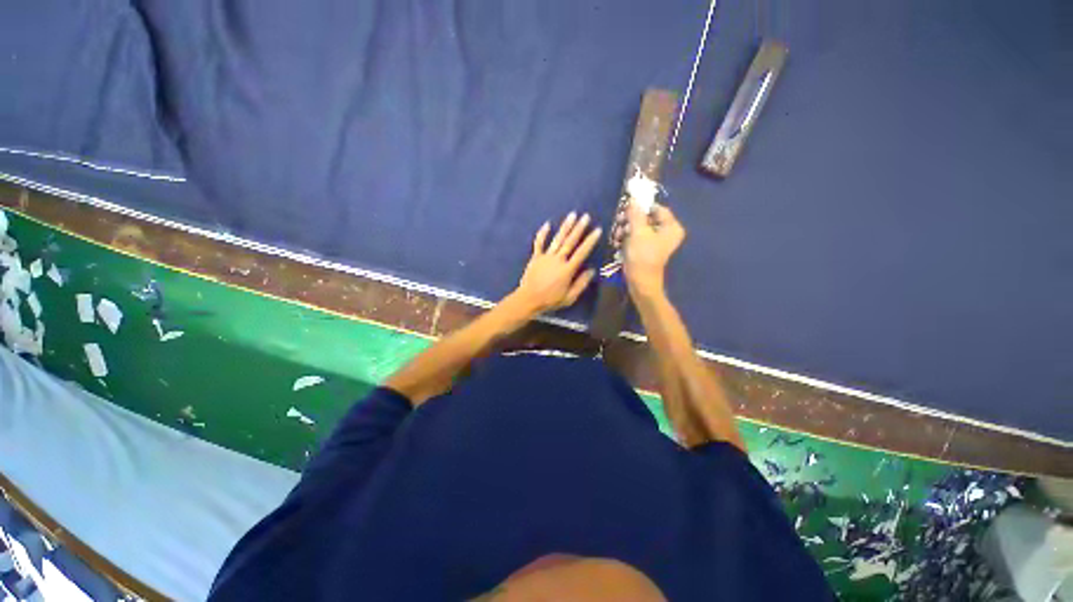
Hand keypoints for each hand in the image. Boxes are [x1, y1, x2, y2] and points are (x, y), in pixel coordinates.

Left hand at [512, 212, 600, 314]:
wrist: (529, 299)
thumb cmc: (551, 300)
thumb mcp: (570, 297)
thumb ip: (581, 284)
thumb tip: (591, 270)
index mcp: (567, 270)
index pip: (582, 252)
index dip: (590, 241)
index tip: (597, 230)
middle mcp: (558, 260)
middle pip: (570, 242)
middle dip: (579, 228)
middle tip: (586, 216)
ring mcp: (546, 257)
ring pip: (557, 239)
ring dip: (565, 227)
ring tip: (572, 215)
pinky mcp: (536, 257)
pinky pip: (539, 243)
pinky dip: (542, 233)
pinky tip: (547, 224)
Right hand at [623, 201, 684, 297]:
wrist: (640, 282)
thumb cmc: (642, 256)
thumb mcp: (638, 232)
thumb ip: (636, 213)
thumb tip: (634, 198)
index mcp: (671, 227)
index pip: (657, 209)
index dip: (641, 207)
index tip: (627, 209)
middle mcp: (667, 233)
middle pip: (647, 218)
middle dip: (631, 220)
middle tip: (619, 221)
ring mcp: (657, 242)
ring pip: (640, 228)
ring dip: (627, 229)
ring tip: (617, 235)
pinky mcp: (648, 250)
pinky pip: (638, 237)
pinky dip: (628, 238)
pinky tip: (619, 241)